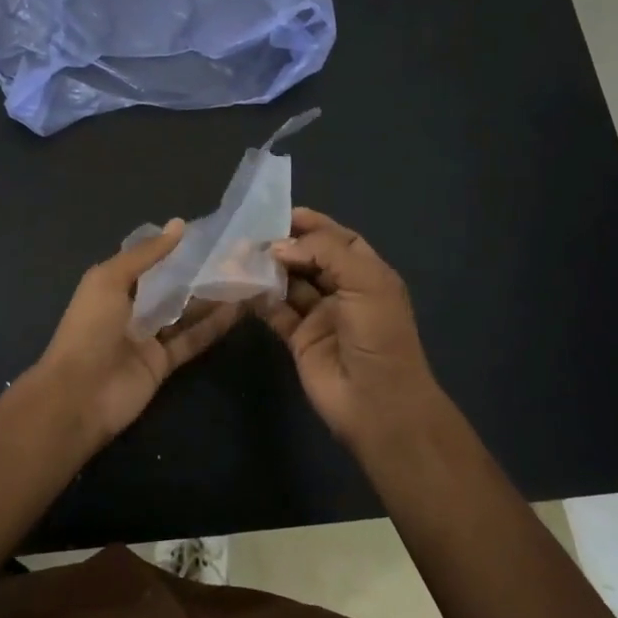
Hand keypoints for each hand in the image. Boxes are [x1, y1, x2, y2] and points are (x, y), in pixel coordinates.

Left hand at [33, 221, 244, 442]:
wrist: (79, 395)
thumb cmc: (90, 329)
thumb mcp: (110, 280)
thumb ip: (146, 254)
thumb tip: (180, 224)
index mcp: (113, 285)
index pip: (149, 261)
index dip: (174, 248)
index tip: (209, 234)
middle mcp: (132, 308)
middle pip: (171, 287)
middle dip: (199, 272)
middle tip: (237, 256)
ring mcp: (148, 337)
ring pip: (185, 313)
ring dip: (212, 298)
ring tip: (245, 277)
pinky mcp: (164, 363)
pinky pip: (192, 339)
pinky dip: (213, 326)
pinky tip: (239, 309)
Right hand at [260, 207, 447, 443]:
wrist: (378, 403)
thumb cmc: (379, 335)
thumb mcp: (364, 282)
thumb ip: (324, 253)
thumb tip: (279, 246)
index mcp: (367, 274)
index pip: (338, 240)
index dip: (313, 225)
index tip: (280, 214)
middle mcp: (343, 291)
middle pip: (310, 259)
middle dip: (284, 245)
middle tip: (250, 234)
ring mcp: (320, 316)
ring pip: (289, 283)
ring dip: (268, 269)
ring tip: (239, 255)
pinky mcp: (299, 339)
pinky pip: (276, 311)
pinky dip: (259, 297)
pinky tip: (241, 284)